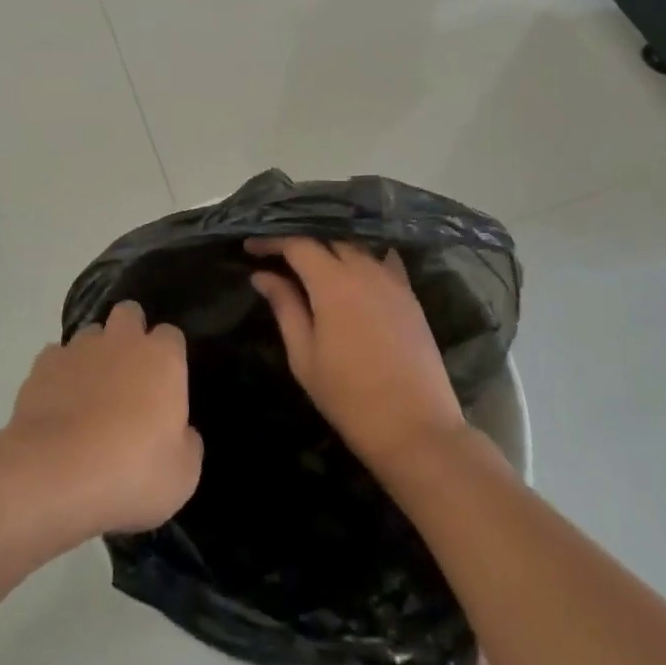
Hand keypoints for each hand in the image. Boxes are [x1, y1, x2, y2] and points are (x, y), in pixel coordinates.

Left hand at [2, 301, 202, 542]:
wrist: (54, 475)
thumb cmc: (131, 472)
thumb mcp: (182, 474)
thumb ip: (187, 443)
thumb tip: (181, 433)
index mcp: (162, 358)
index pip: (171, 336)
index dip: (168, 356)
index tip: (165, 384)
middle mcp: (122, 341)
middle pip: (129, 314)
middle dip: (130, 333)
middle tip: (128, 373)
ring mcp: (78, 349)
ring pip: (90, 334)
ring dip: (93, 354)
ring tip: (89, 392)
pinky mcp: (41, 366)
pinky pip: (55, 358)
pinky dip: (59, 375)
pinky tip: (57, 405)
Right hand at [248, 237, 467, 474]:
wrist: (414, 427)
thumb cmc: (349, 397)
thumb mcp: (304, 355)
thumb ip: (284, 307)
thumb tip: (262, 275)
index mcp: (333, 282)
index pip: (298, 243)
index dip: (272, 241)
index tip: (250, 248)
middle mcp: (364, 268)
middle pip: (328, 237)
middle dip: (300, 240)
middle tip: (277, 254)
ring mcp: (392, 278)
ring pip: (357, 244)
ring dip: (331, 245)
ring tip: (312, 260)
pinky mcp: (410, 294)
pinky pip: (383, 259)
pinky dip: (364, 256)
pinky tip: (354, 269)